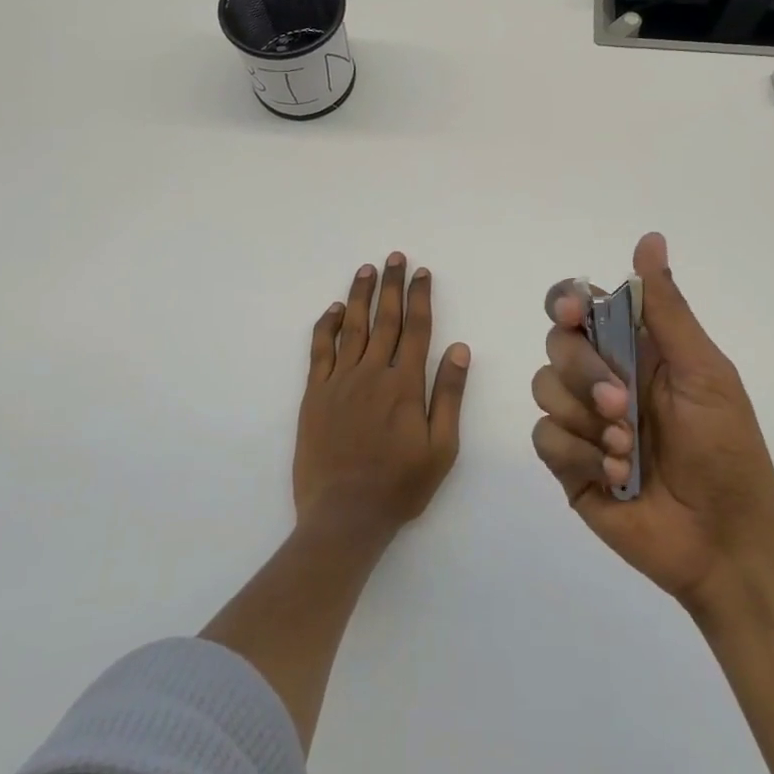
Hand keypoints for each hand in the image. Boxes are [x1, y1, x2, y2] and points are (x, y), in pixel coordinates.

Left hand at [294, 253, 470, 542]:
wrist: (344, 515)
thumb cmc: (400, 486)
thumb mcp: (441, 448)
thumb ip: (448, 396)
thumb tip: (458, 349)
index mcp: (405, 384)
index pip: (417, 329)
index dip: (420, 297)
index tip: (422, 273)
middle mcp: (372, 373)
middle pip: (385, 319)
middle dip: (392, 285)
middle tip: (395, 257)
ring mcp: (340, 381)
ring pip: (352, 327)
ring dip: (360, 295)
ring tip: (366, 269)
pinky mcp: (315, 394)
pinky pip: (320, 351)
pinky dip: (326, 326)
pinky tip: (333, 309)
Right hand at [531, 232, 773, 611]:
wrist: (724, 540)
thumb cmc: (725, 448)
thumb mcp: (703, 371)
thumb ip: (666, 308)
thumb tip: (649, 238)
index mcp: (636, 350)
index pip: (582, 308)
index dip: (568, 304)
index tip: (575, 315)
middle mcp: (602, 378)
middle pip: (556, 345)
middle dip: (584, 373)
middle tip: (623, 404)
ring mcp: (583, 422)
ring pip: (543, 388)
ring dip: (585, 419)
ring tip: (628, 452)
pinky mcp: (569, 465)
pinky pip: (544, 438)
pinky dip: (577, 454)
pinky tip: (614, 477)